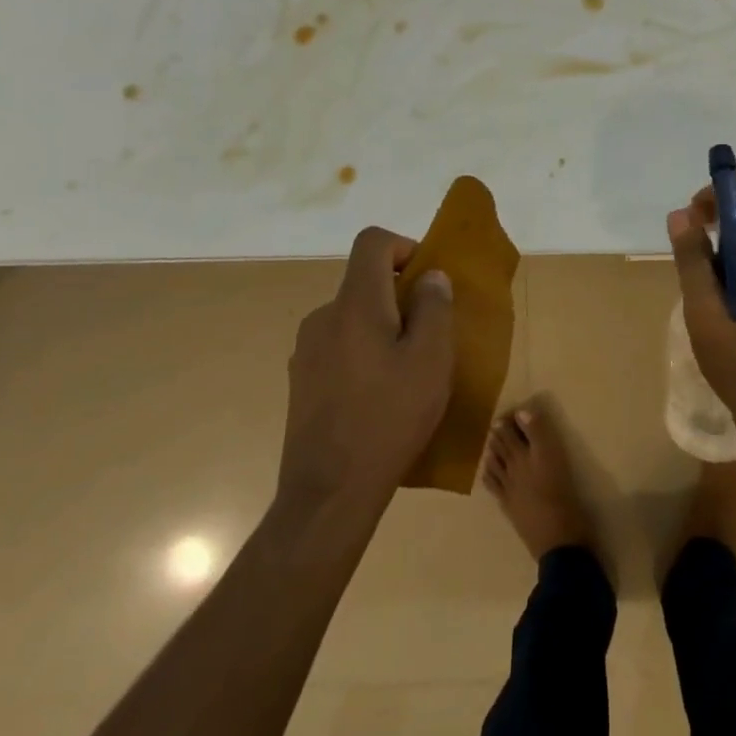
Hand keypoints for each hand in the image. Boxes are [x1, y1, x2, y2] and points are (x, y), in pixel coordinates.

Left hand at [277, 228, 454, 505]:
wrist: (329, 493)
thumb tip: (430, 278)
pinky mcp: (301, 381)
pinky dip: (363, 354)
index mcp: (355, 304)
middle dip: (400, 297)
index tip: (427, 282)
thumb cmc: (389, 418)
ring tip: (406, 373)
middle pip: (364, 282)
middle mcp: (323, 317)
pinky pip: (339, 347)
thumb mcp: (431, 359)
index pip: (372, 242)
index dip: (404, 246)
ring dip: (382, 328)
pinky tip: (377, 398)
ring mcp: (306, 351)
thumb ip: (434, 307)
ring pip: (353, 317)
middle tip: (428, 337)